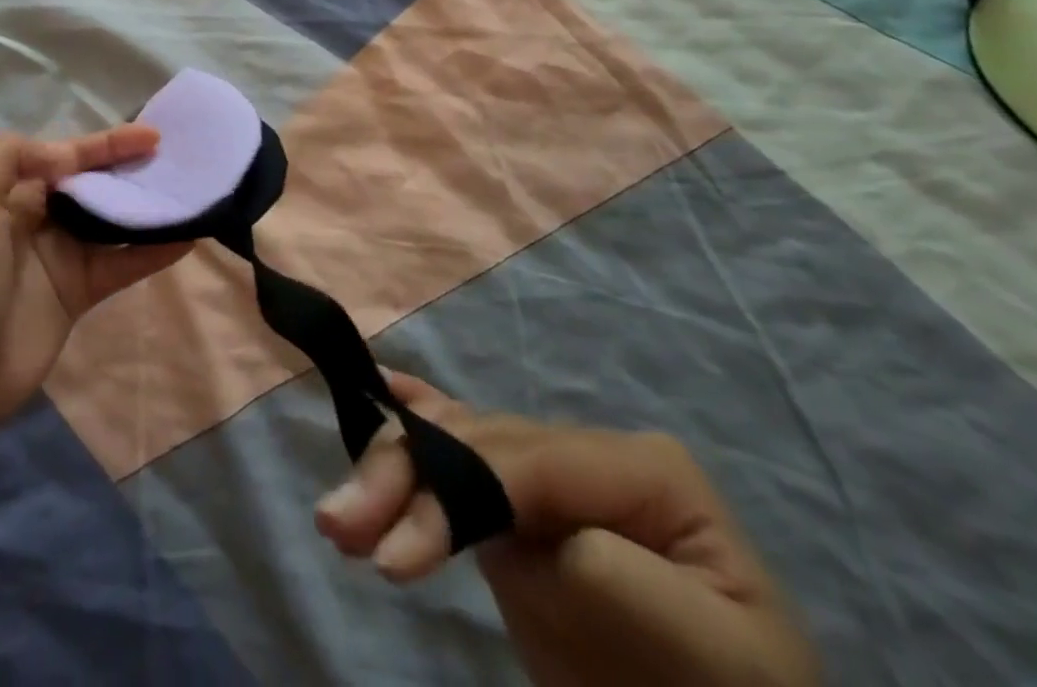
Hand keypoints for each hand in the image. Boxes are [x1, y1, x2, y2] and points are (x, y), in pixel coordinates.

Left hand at [0, 126, 193, 429]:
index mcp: (12, 191)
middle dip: (131, 168)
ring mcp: (62, 255)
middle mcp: (40, 216)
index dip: (107, 143)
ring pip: (113, 220)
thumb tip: (67, 152)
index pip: (67, 156)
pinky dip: (153, 250)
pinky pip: (123, 263)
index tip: (150, 136)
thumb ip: (13, 158)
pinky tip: (186, 237)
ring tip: (189, 189)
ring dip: (147, 205)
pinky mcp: (81, 292)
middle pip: (94, 183)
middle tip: (177, 158)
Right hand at [315, 372, 820, 686]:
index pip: (524, 458)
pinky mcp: (518, 511)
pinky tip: (385, 386)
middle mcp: (582, 452)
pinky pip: (461, 447)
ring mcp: (545, 477)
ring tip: (338, 516)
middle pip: (475, 442)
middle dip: (404, 476)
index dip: (450, 488)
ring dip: (389, 466)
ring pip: (452, 443)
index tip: (392, 555)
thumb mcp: (699, 649)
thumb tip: (516, 535)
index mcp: (637, 466)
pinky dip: (417, 415)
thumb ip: (607, 572)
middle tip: (341, 527)